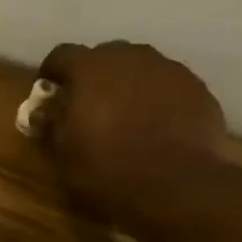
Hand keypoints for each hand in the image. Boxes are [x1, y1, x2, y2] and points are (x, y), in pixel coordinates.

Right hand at [36, 41, 228, 227]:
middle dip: (93, 77)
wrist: (178, 185)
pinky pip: (167, 86)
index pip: (62, 55)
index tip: (48, 91)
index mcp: (91, 69)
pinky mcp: (197, 88)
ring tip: (125, 117)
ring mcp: (169, 69)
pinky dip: (156, 99)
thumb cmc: (107, 169)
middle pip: (105, 56)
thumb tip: (44, 110)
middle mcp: (131, 57)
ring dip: (127, 85)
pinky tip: (155, 127)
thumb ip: (52, 123)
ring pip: (139, 69)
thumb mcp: (64, 154)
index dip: (52, 72)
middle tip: (88, 106)